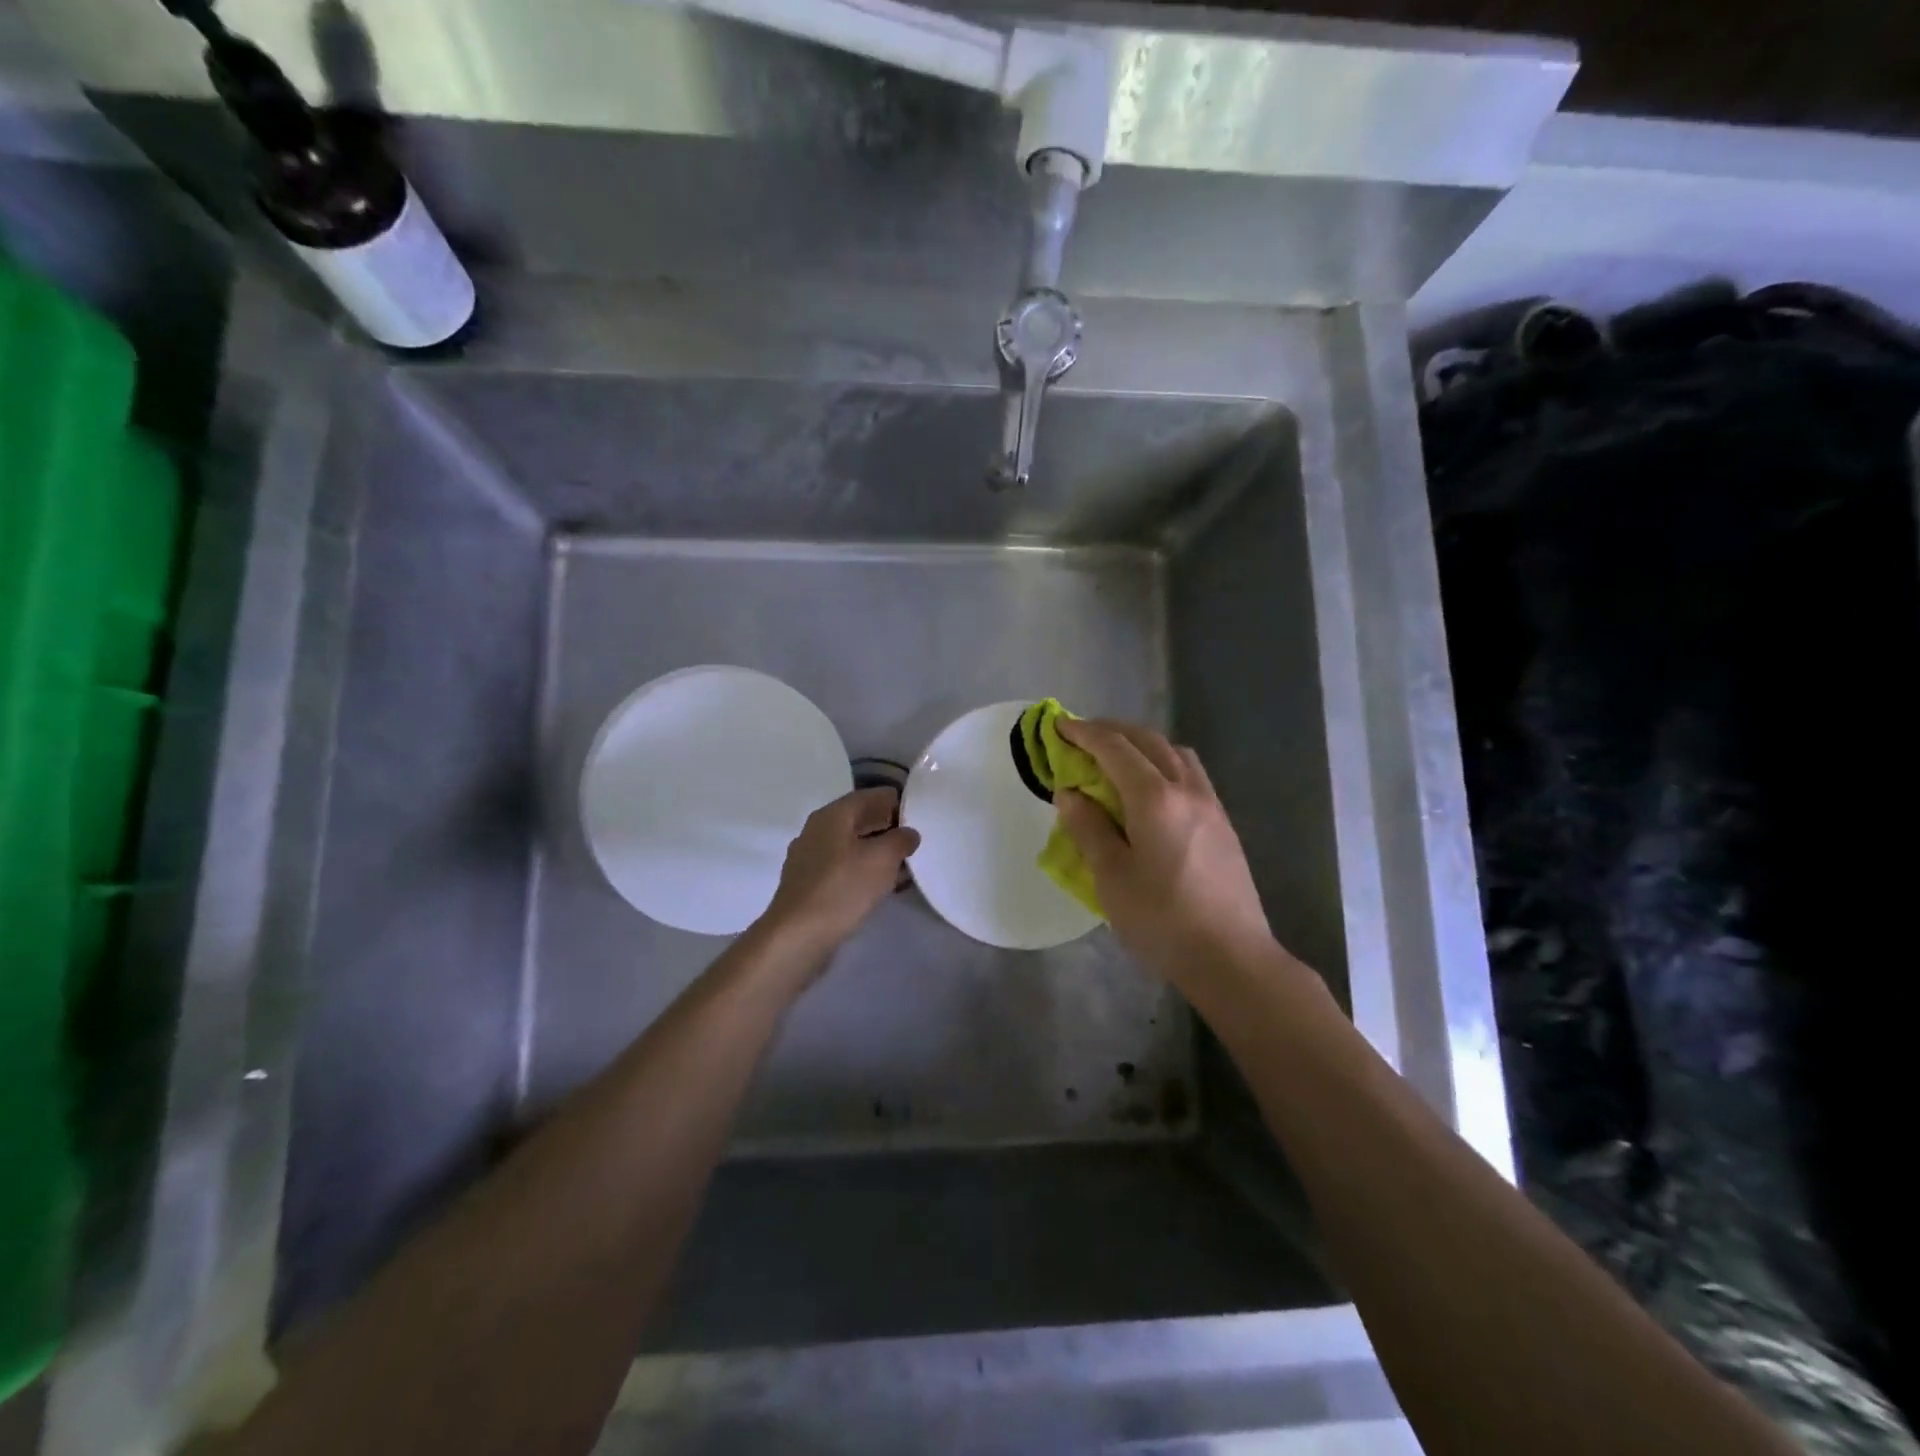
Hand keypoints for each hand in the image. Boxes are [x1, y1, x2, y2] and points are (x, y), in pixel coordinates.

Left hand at [761, 787, 919, 956]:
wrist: (797, 936)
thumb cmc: (842, 888)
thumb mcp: (882, 859)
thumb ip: (900, 840)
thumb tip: (909, 833)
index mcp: (832, 815)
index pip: (870, 796)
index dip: (897, 803)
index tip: (921, 817)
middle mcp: (816, 831)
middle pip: (859, 820)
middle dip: (888, 828)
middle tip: (916, 842)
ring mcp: (809, 859)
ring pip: (851, 846)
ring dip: (876, 852)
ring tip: (904, 865)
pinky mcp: (809, 885)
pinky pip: (843, 868)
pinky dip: (863, 871)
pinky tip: (880, 887)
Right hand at [1055, 719, 1273, 983]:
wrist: (1231, 957)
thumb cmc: (1162, 919)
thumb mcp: (1111, 876)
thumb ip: (1089, 828)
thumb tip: (1070, 793)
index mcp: (1154, 798)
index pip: (1114, 748)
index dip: (1084, 732)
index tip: (1060, 725)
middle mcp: (1186, 789)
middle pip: (1148, 740)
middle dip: (1112, 730)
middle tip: (1082, 735)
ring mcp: (1210, 804)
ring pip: (1175, 753)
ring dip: (1143, 743)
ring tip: (1117, 758)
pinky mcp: (1223, 823)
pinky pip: (1190, 773)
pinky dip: (1163, 762)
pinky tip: (1151, 788)